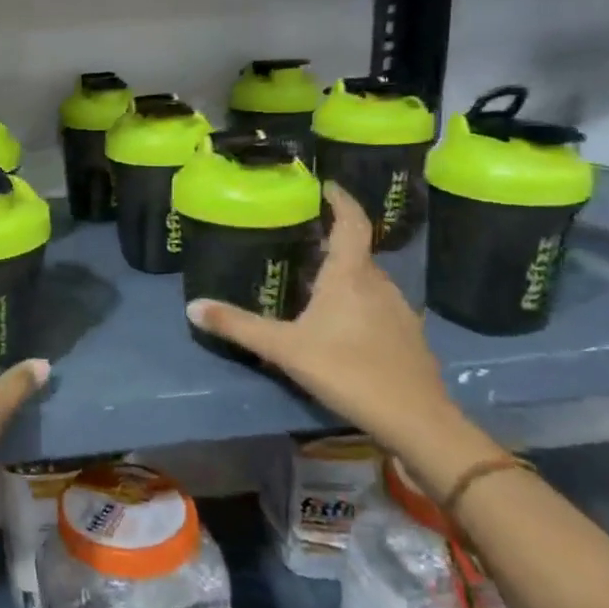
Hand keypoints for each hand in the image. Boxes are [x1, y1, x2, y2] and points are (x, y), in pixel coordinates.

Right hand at [187, 183, 457, 455]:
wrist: (416, 420)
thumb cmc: (347, 371)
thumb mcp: (284, 348)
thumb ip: (238, 326)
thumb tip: (192, 306)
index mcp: (350, 275)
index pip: (352, 223)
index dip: (341, 200)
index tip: (326, 186)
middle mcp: (379, 284)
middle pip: (357, 251)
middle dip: (332, 241)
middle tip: (301, 238)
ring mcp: (399, 311)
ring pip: (368, 280)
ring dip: (344, 273)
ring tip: (314, 279)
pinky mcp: (408, 337)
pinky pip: (378, 304)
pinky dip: (358, 300)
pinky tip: (341, 323)